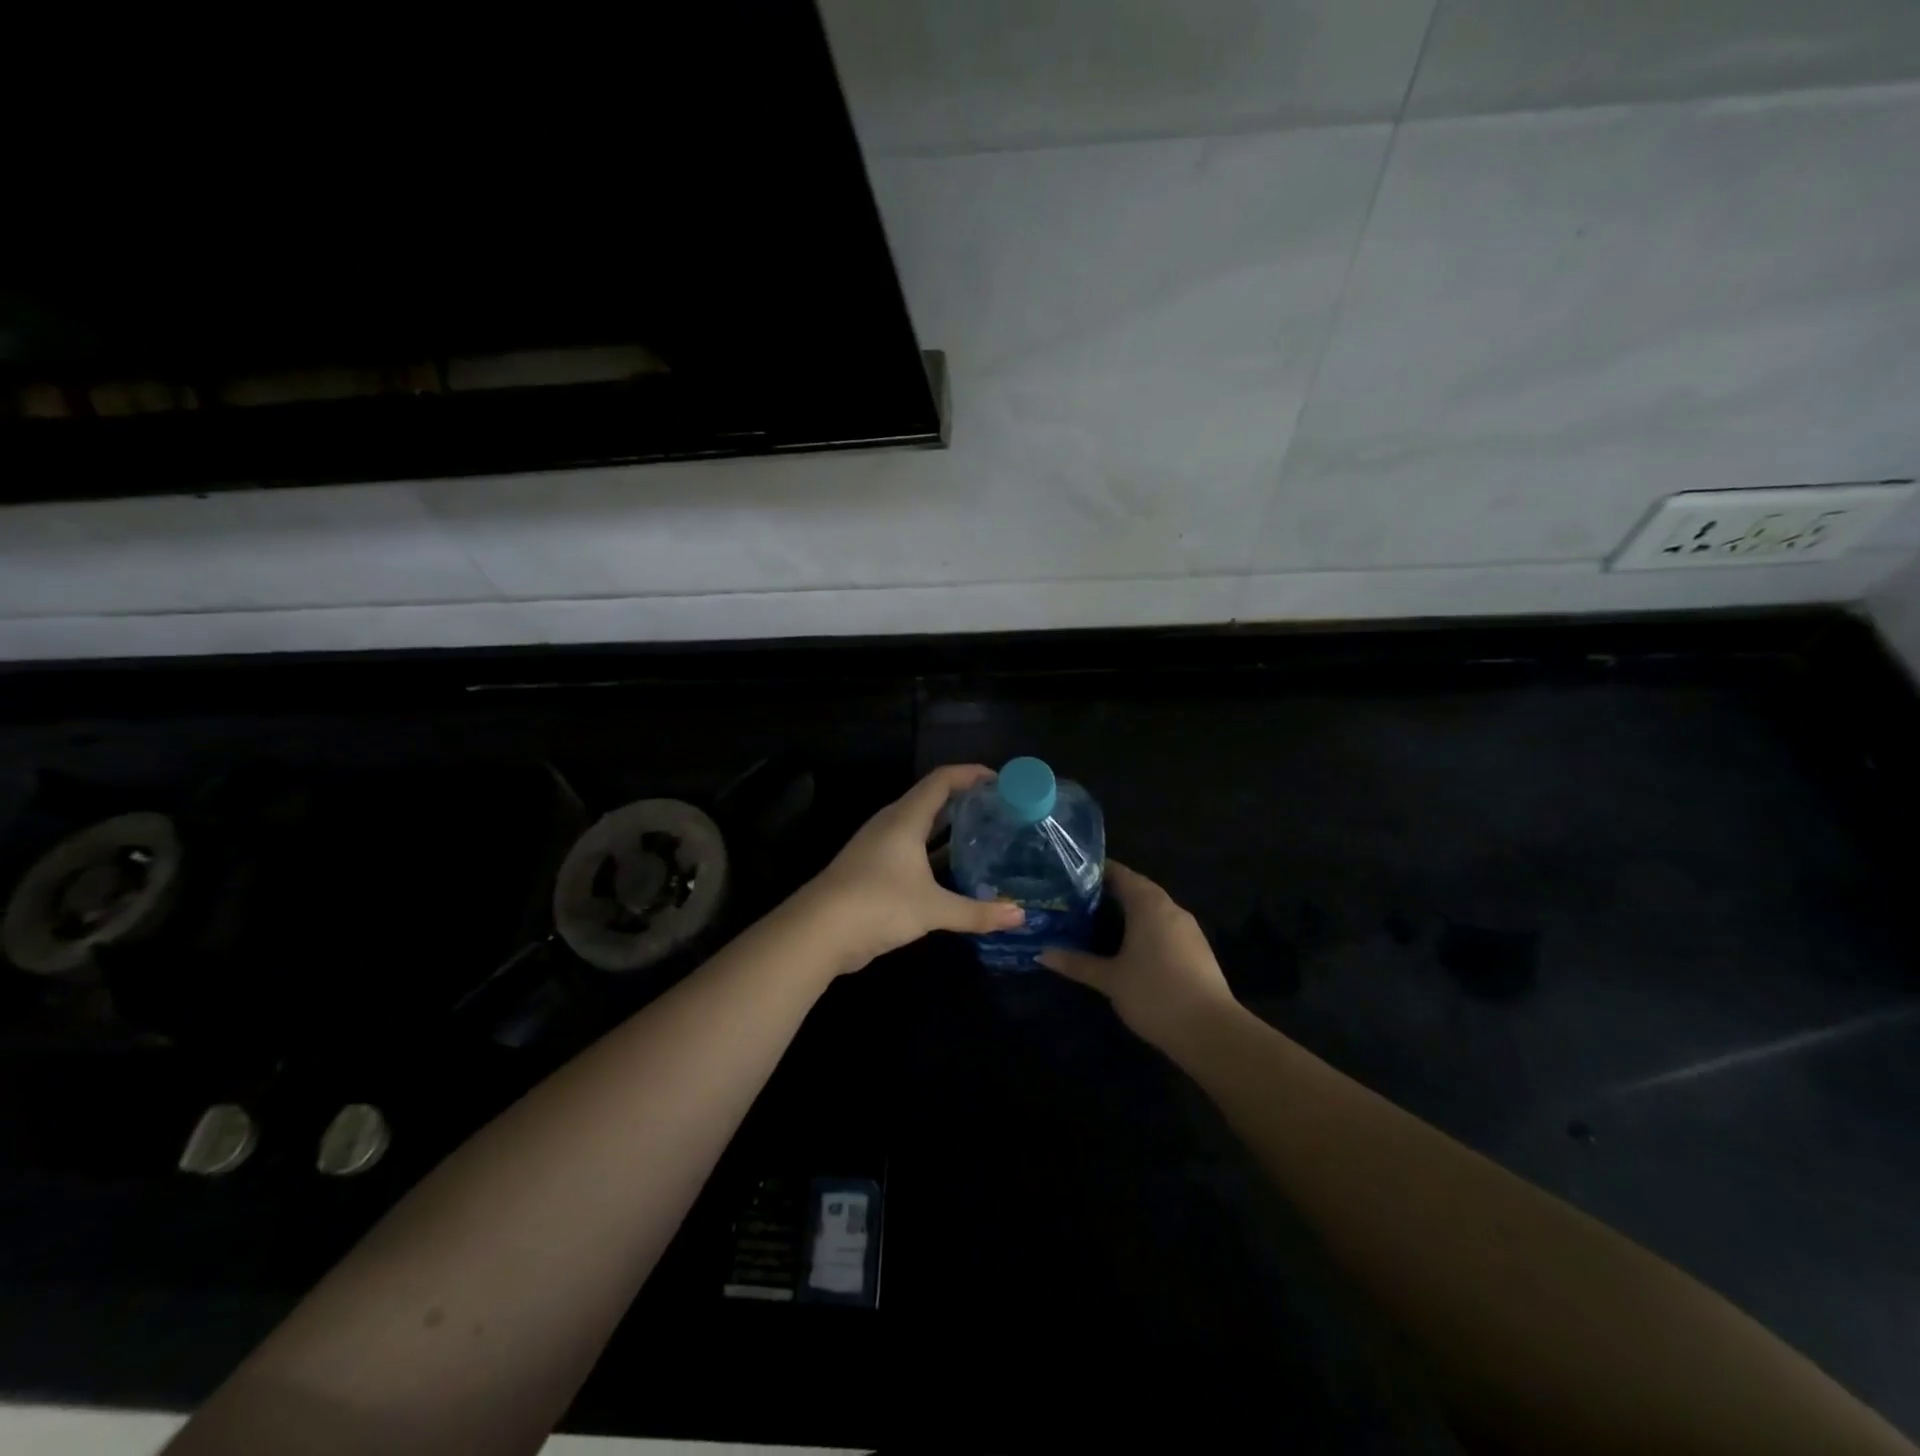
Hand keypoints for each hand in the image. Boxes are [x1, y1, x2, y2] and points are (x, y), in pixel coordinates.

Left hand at [798, 764, 1024, 974]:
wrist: (818, 932)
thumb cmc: (878, 904)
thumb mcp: (933, 909)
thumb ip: (977, 912)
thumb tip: (1020, 916)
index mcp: (905, 818)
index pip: (942, 780)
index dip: (971, 774)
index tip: (1001, 781)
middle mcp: (891, 824)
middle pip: (932, 799)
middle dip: (965, 800)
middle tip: (1000, 811)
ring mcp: (879, 846)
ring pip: (920, 826)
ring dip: (949, 828)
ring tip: (984, 836)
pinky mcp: (872, 869)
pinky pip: (911, 849)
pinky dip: (934, 852)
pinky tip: (953, 871)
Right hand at [1039, 862, 1236, 1048]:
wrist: (1211, 1031)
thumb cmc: (1155, 994)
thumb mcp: (1110, 979)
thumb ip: (1077, 963)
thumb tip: (1041, 953)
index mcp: (1148, 904)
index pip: (1119, 874)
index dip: (1095, 871)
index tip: (1070, 875)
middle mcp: (1170, 908)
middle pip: (1137, 889)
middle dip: (1109, 892)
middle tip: (1076, 899)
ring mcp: (1188, 928)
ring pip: (1152, 909)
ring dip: (1128, 911)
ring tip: (1096, 921)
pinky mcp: (1197, 949)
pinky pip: (1164, 927)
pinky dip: (1144, 928)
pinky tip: (1127, 946)